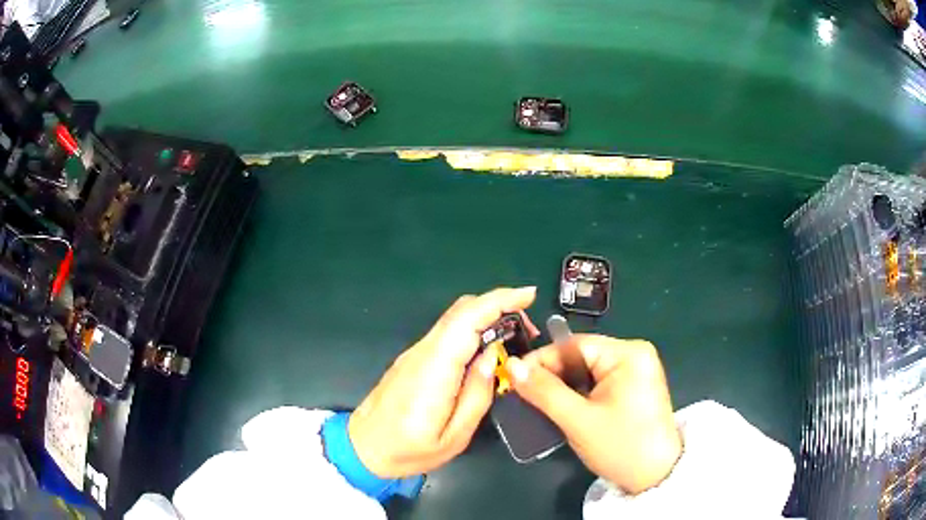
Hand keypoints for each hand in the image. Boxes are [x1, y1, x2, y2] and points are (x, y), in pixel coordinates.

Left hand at [349, 287, 538, 477]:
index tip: (528, 295)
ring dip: (486, 316)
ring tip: (515, 338)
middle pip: (460, 311)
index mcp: (434, 372)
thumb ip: (477, 396)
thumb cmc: (409, 450)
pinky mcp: (413, 359)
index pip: (466, 321)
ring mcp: (415, 353)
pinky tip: (487, 348)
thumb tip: (492, 356)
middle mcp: (422, 353)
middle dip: (499, 306)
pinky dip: (472, 328)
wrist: (363, 448)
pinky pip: (447, 333)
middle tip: (528, 328)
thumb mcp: (454, 437)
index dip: (498, 301)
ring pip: (454, 319)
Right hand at [506, 335, 681, 494]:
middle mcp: (634, 354)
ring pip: (586, 371)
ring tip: (537, 403)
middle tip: (522, 395)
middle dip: (551, 376)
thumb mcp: (578, 420)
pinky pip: (597, 383)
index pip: (573, 345)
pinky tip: (562, 409)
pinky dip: (578, 395)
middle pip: (580, 357)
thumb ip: (544, 391)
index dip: (541, 360)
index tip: (512, 378)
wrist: (656, 476)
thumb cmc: (620, 446)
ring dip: (563, 387)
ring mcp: (636, 371)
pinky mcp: (633, 387)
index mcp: (627, 353)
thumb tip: (511, 365)